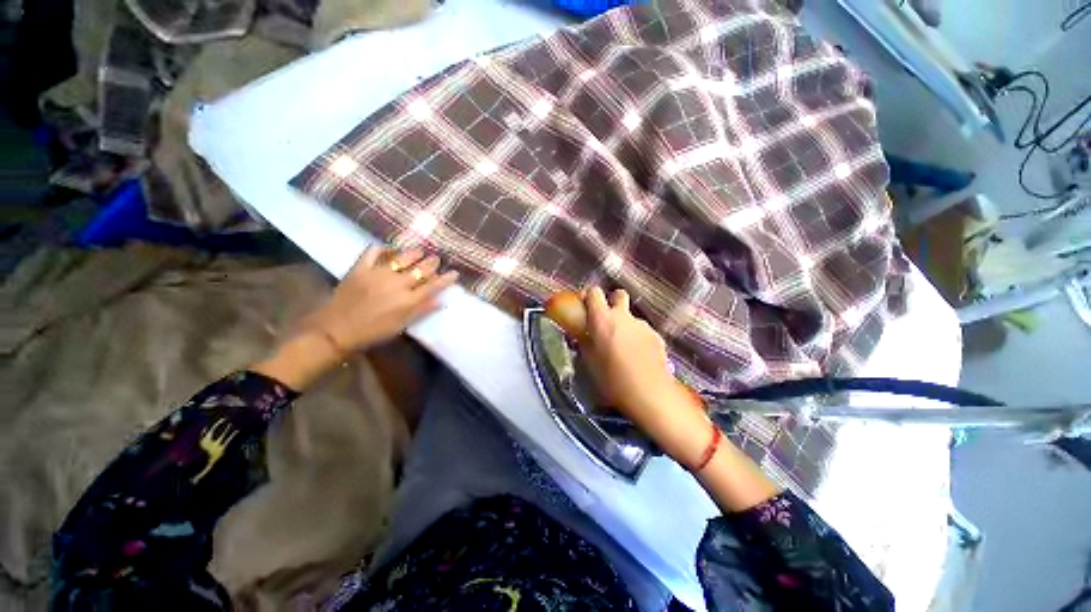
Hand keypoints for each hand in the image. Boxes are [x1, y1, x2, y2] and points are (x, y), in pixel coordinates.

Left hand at [303, 247, 458, 353]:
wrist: (336, 330)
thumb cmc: (373, 332)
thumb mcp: (401, 326)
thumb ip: (421, 311)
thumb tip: (441, 302)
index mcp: (408, 300)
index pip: (433, 286)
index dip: (446, 279)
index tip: (454, 272)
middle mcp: (397, 284)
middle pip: (420, 269)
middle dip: (431, 263)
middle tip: (437, 259)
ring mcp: (378, 274)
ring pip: (402, 258)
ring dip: (414, 253)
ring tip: (420, 250)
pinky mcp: (360, 269)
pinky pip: (372, 253)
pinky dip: (381, 248)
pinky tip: (388, 248)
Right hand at [579, 287, 711, 466]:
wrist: (650, 395)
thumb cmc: (612, 380)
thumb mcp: (589, 362)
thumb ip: (584, 343)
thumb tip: (580, 335)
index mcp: (602, 320)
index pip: (594, 292)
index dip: (589, 296)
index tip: (586, 307)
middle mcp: (624, 317)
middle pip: (618, 294)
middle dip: (612, 301)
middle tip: (607, 319)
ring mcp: (643, 325)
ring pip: (631, 316)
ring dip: (625, 324)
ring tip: (624, 347)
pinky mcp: (657, 336)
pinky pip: (643, 331)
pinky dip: (638, 337)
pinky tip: (638, 357)